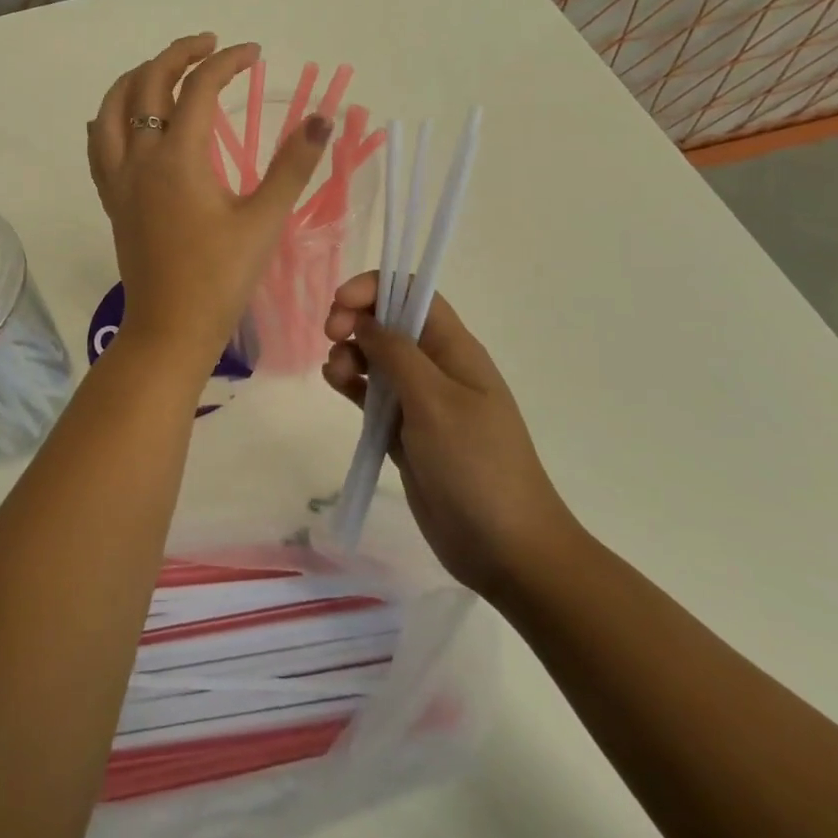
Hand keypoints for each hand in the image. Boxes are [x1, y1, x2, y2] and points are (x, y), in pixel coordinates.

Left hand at [89, 34, 331, 364]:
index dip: (226, 62)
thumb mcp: (263, 220)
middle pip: (146, 83)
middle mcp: (140, 158)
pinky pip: (99, 145)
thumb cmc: (220, 278)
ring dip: (135, 78)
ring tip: (162, 69)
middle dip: (178, 54)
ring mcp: (120, 179)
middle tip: (210, 45)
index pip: (198, 88)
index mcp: (177, 157)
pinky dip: (110, 117)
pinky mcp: (113, 200)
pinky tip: (122, 118)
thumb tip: (321, 119)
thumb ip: (292, 166)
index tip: (253, 53)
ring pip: (112, 109)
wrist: (170, 328)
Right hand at [323, 274, 576, 602]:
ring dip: (349, 353)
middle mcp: (436, 366)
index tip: (340, 305)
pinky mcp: (404, 431)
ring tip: (336, 374)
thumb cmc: (476, 465)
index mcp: (454, 349)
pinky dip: (351, 383)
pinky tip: (337, 385)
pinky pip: (371, 394)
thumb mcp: (435, 402)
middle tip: (331, 337)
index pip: (413, 294)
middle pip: (388, 322)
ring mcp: (420, 400)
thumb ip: (396, 354)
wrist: (506, 549)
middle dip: (355, 319)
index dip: (375, 288)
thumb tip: (365, 319)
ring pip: (375, 357)